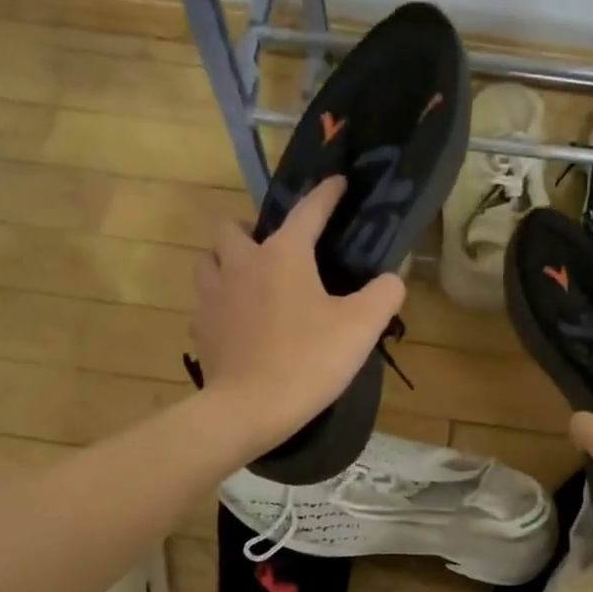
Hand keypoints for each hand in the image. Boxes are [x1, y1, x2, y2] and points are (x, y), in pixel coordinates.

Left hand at [189, 176, 406, 451]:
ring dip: (226, 260)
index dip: (326, 195)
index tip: (338, 183)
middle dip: (251, 229)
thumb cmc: (309, 360)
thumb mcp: (361, 326)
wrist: (250, 408)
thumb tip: (391, 280)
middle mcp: (241, 264)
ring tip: (248, 279)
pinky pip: (205, 302)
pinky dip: (220, 302)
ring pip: (208, 260)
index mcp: (283, 255)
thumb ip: (384, 294)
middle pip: (232, 227)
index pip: (307, 211)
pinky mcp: (201, 329)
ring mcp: (213, 296)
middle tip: (274, 250)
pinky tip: (237, 320)